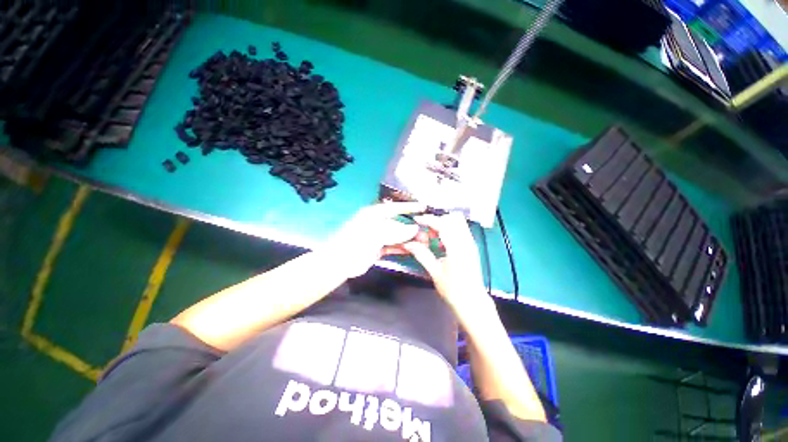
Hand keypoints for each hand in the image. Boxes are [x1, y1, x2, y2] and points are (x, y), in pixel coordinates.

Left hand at [327, 202, 425, 277]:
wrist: (341, 262)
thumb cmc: (356, 242)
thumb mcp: (377, 233)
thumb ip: (397, 231)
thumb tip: (414, 229)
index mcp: (374, 214)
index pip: (395, 208)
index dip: (410, 207)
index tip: (423, 206)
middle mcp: (376, 223)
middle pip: (398, 223)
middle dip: (412, 228)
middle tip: (425, 233)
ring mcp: (377, 236)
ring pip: (397, 236)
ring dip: (409, 239)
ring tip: (422, 243)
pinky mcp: (377, 248)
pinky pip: (393, 246)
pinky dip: (401, 248)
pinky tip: (411, 250)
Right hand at [403, 212, 488, 310]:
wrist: (472, 302)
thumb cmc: (453, 290)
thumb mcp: (435, 272)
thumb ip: (422, 254)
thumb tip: (408, 243)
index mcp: (457, 248)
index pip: (443, 224)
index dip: (428, 220)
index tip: (417, 220)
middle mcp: (467, 241)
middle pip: (453, 218)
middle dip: (437, 221)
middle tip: (427, 232)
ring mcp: (471, 243)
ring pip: (458, 223)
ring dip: (444, 225)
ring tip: (433, 238)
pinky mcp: (471, 247)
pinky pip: (460, 230)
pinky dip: (449, 231)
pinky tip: (441, 244)